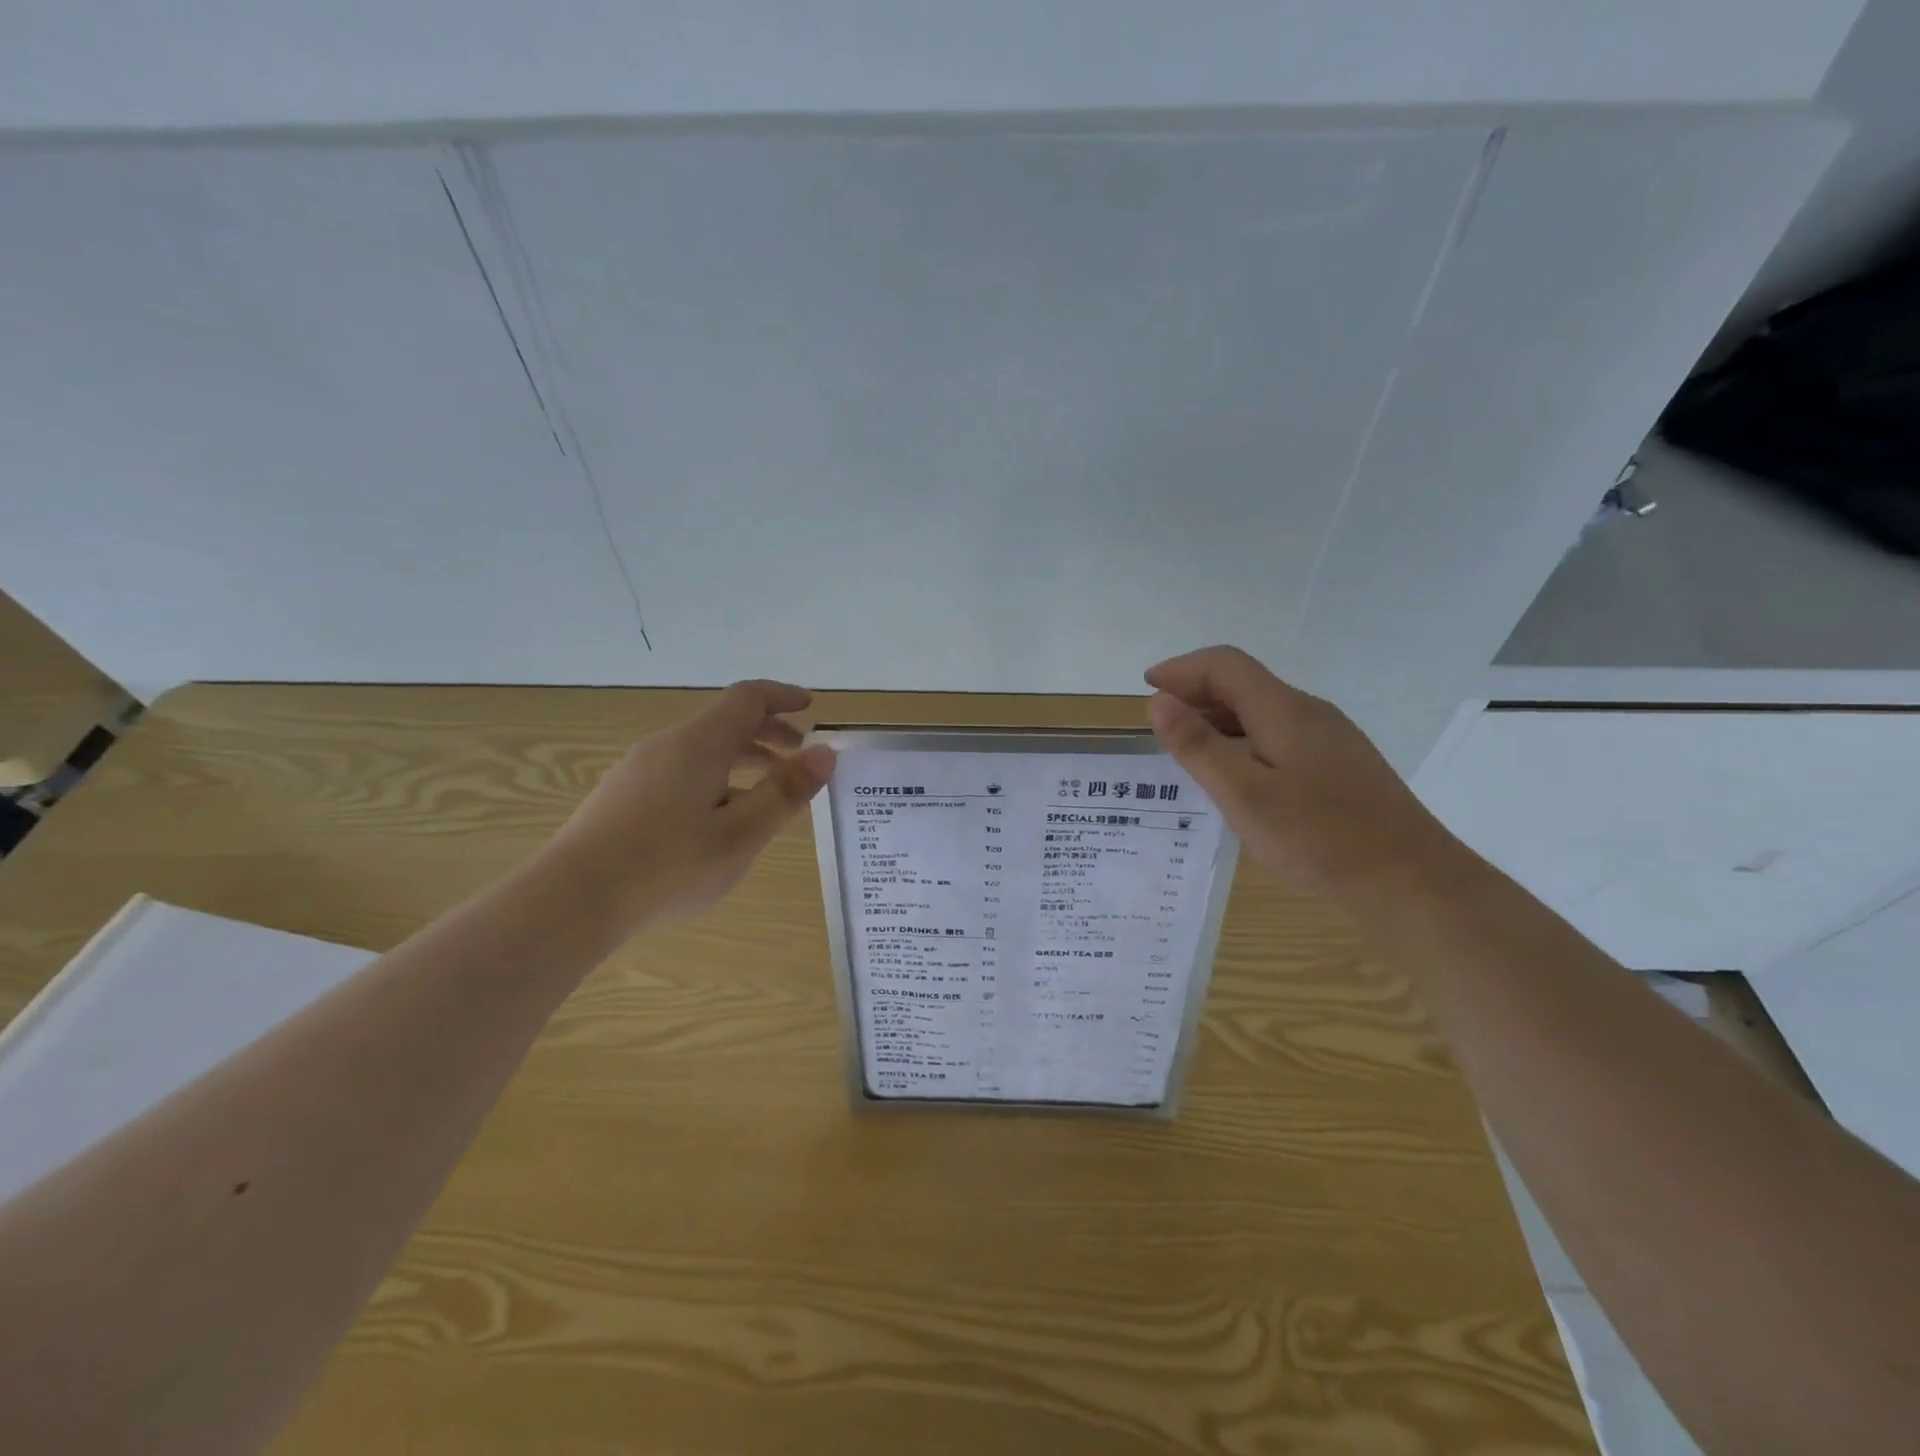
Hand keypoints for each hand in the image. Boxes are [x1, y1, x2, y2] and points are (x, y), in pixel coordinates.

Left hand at [538, 680, 834, 941]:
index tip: (811, 708)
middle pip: (725, 723)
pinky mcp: (622, 797)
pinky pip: (681, 772)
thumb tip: (825, 753)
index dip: (782, 697)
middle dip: (768, 734)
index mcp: (698, 744)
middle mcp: (667, 746)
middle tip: (799, 760)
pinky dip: (715, 780)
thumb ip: (785, 792)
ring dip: (742, 761)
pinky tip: (718, 821)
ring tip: (766, 796)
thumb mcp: (741, 834)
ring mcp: (638, 771)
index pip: (747, 698)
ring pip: (702, 751)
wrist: (571, 902)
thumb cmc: (667, 866)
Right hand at [1145, 646, 1457, 900]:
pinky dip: (1243, 741)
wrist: (1409, 882)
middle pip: (1244, 683)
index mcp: (1284, 710)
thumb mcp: (1244, 795)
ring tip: (1188, 751)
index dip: (1182, 669)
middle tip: (1160, 726)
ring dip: (1218, 719)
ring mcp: (1329, 738)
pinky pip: (1279, 735)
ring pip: (1262, 711)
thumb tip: (1158, 701)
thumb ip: (1198, 746)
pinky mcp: (1339, 764)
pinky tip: (1236, 777)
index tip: (1146, 688)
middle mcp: (1309, 712)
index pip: (1225, 665)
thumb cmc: (1319, 838)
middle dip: (1195, 693)